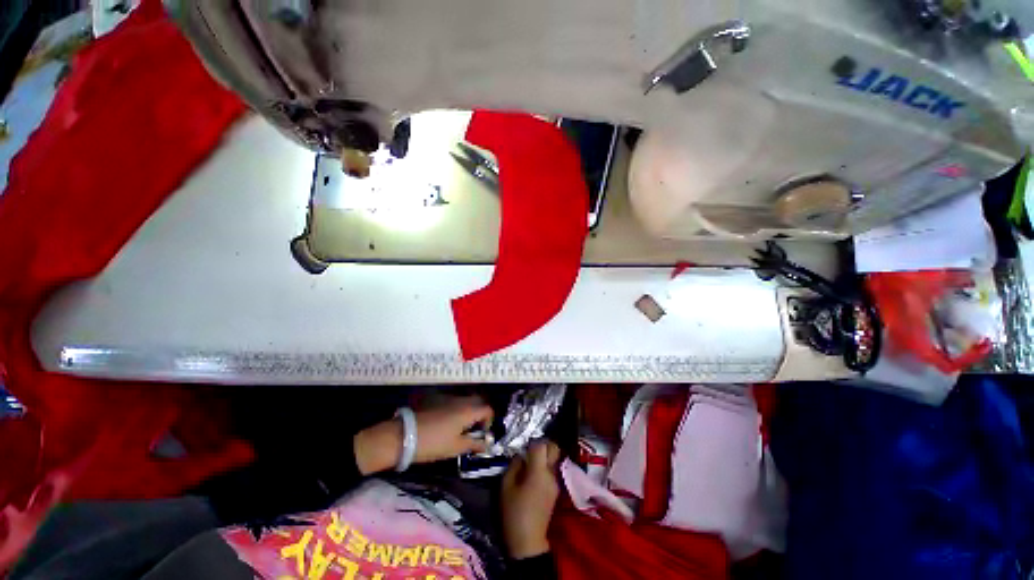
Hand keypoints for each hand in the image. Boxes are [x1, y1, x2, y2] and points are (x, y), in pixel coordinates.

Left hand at [354, 396, 492, 474]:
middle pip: (478, 401)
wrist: (404, 435)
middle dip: (481, 414)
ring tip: (462, 428)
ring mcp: (449, 399)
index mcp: (469, 411)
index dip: (490, 421)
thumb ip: (474, 444)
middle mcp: (461, 400)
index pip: (488, 409)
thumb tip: (487, 444)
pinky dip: (458, 410)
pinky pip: (455, 402)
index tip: (483, 434)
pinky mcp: (438, 400)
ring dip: (469, 411)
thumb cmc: (433, 443)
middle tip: (475, 430)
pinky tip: (449, 424)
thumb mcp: (456, 447)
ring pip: (466, 401)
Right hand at [502, 440, 561, 558]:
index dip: (532, 442)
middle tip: (531, 449)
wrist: (528, 541)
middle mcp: (550, 474)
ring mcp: (555, 482)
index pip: (541, 445)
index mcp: (538, 471)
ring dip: (544, 456)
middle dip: (544, 444)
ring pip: (554, 459)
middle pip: (554, 448)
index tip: (524, 445)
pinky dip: (544, 467)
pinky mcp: (555, 491)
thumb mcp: (506, 486)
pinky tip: (533, 476)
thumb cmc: (513, 513)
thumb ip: (514, 466)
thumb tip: (521, 455)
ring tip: (530, 463)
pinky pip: (551, 471)